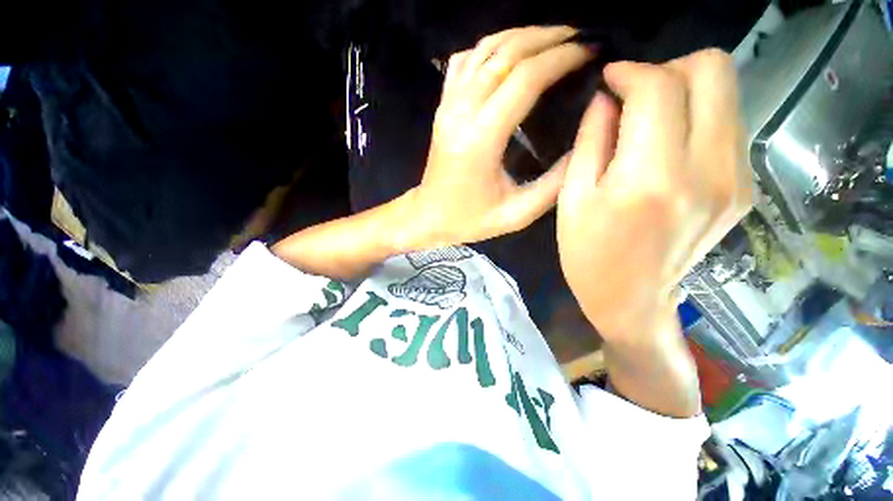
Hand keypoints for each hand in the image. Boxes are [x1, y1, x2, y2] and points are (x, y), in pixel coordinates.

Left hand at [400, 26, 593, 249]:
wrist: (428, 217)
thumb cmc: (469, 220)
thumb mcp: (516, 214)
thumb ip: (553, 185)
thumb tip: (585, 145)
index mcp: (481, 138)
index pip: (525, 79)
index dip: (561, 58)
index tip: (590, 51)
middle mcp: (461, 112)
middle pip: (506, 55)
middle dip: (548, 39)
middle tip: (580, 38)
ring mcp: (448, 105)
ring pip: (485, 50)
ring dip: (522, 36)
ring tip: (554, 39)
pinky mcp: (442, 107)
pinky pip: (465, 62)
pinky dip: (491, 47)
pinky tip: (509, 54)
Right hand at [557, 50, 752, 343]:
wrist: (631, 300)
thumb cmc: (587, 253)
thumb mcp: (572, 200)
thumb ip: (591, 141)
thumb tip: (606, 98)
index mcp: (650, 178)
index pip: (659, 88)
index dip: (631, 71)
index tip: (610, 79)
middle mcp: (707, 171)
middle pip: (713, 71)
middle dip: (669, 69)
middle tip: (636, 96)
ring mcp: (736, 179)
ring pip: (728, 93)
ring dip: (685, 93)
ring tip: (649, 123)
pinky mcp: (744, 189)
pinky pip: (728, 125)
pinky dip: (698, 120)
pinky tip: (669, 148)